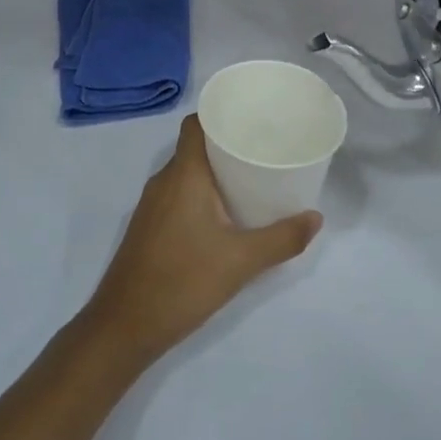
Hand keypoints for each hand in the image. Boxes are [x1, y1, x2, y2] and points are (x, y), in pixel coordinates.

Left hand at [82, 115, 319, 365]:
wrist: (125, 326)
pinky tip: (224, 214)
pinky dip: (201, 193)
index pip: (196, 124)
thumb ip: (282, 239)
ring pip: (186, 173)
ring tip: (251, 178)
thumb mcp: (241, 261)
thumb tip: (315, 218)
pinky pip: (178, 194)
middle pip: (195, 147)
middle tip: (264, 149)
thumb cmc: (183, 281)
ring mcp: (152, 205)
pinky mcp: (149, 227)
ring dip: (215, 171)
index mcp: (183, 174)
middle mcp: (163, 181)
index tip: (252, 117)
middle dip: (227, 144)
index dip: (221, 113)